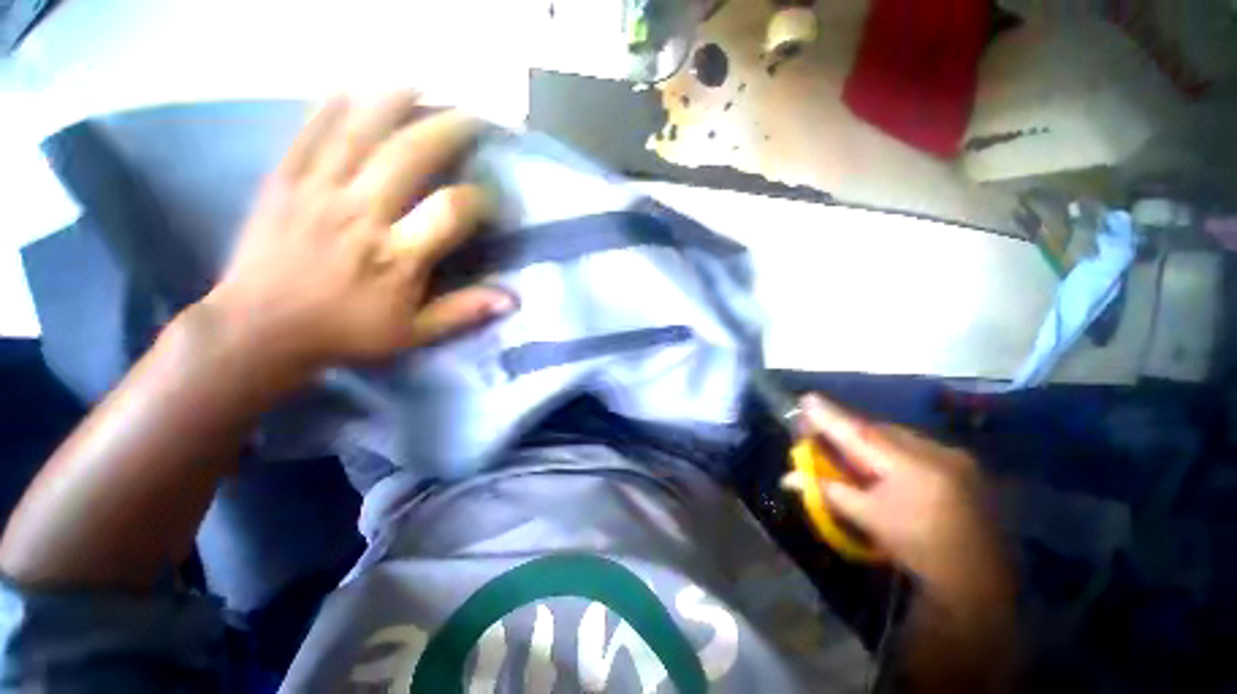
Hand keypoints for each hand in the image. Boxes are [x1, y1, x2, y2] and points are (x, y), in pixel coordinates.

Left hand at [202, 93, 513, 386]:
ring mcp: (318, 191)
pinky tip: (349, 89)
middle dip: (447, 128)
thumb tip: (513, 299)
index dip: (480, 199)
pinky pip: (308, 134)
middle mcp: (361, 214)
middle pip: (410, 154)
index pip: (452, 210)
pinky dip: (329, 107)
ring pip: (359, 131)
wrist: (259, 331)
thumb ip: (464, 312)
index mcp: (397, 255)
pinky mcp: (283, 182)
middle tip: (472, 114)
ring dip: (393, 101)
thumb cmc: (345, 333)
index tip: (492, 198)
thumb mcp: (414, 333)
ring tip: (419, 83)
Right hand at [792, 395, 1008, 599]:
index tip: (806, 398)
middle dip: (847, 427)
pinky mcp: (963, 462)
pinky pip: (916, 443)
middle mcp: (934, 452)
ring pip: (897, 434)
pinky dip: (892, 446)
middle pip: (878, 429)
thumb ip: (828, 491)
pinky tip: (883, 458)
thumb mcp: (868, 518)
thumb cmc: (917, 548)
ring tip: (849, 444)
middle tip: (821, 427)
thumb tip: (789, 477)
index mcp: (910, 468)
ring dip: (870, 436)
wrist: (978, 577)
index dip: (830, 416)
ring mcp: (953, 455)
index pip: (859, 434)